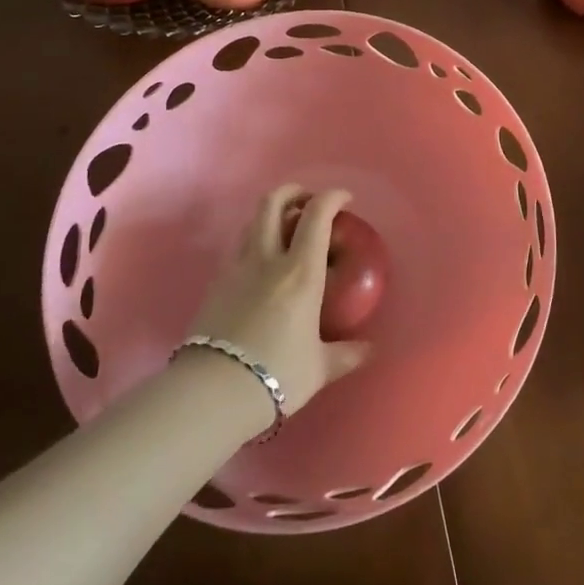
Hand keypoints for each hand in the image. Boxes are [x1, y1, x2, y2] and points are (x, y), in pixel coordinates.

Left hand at [185, 184, 371, 417]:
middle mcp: (268, 259)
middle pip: (274, 202)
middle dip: (294, 192)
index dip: (332, 197)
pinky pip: (238, 247)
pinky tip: (260, 263)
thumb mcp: (319, 368)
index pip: (317, 215)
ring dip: (271, 214)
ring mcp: (237, 268)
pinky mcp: (216, 283)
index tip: (345, 200)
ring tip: (285, 230)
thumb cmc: (277, 375)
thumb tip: (370, 349)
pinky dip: (253, 240)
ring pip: (252, 221)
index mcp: (301, 272)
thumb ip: (346, 353)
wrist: (213, 392)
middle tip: (309, 202)